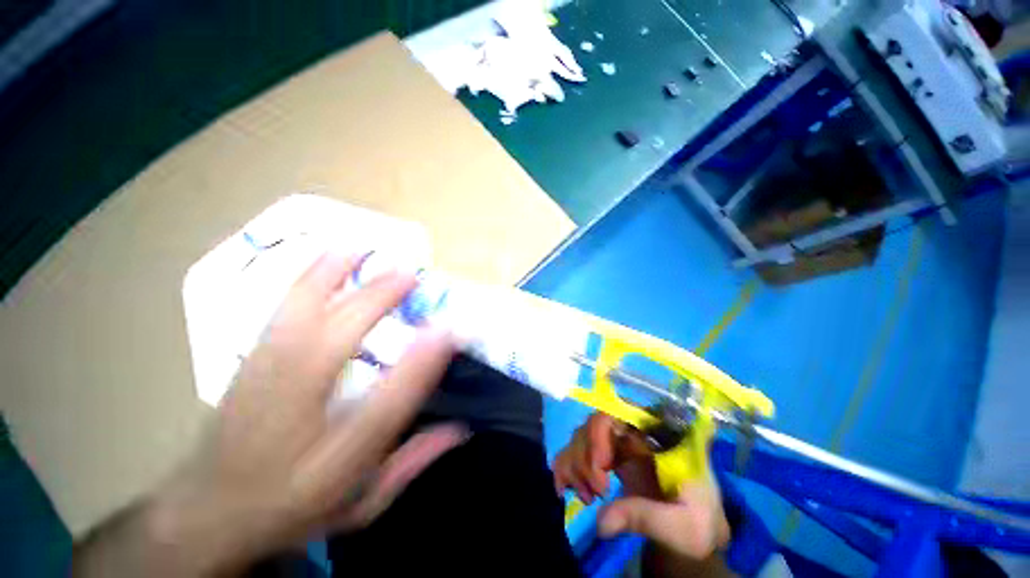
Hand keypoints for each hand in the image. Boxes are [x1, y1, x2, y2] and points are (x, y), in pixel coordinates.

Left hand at [74, 252, 464, 575]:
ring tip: (362, 247)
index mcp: (331, 456)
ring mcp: (263, 378)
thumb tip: (460, 428)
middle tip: (412, 274)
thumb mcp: (361, 502)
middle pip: (338, 342)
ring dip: (332, 275)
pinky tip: (323, 256)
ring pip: (297, 315)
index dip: (421, 363)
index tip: (449, 329)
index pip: (386, 404)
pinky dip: (305, 277)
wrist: (207, 512)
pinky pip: (279, 309)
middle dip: (378, 301)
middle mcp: (296, 410)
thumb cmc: (293, 508)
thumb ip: (411, 463)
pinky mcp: (249, 361)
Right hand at [553, 414, 729, 560]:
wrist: (690, 529)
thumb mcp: (685, 526)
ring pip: (580, 437)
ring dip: (575, 466)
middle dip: (587, 457)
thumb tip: (601, 522)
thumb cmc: (697, 522)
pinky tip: (568, 491)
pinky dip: (565, 469)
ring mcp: (615, 444)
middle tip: (597, 493)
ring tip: (588, 498)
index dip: (602, 430)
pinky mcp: (602, 458)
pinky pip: (572, 452)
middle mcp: (631, 432)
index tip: (602, 466)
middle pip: (593, 425)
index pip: (620, 411)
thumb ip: (647, 518)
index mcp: (655, 435)